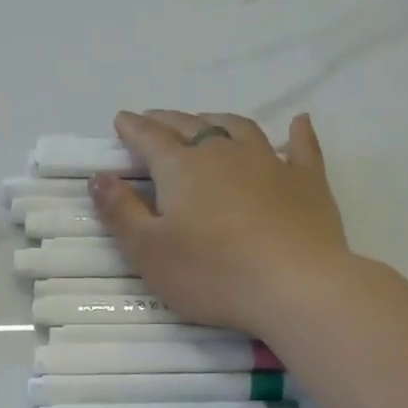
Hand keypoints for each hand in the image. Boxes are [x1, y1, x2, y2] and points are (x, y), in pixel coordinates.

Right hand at [92, 111, 349, 337]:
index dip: (133, 129)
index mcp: (182, 168)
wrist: (294, 286)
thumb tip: (99, 177)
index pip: (150, 139)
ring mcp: (270, 162)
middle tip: (155, 120)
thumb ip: (121, 213)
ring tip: (206, 122)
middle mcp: (224, 153)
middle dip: (168, 122)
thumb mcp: (149, 252)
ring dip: (218, 121)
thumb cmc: (211, 274)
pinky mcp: (307, 181)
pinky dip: (296, 133)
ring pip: (239, 128)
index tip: (121, 120)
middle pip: (191, 127)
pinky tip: (298, 123)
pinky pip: (301, 147)